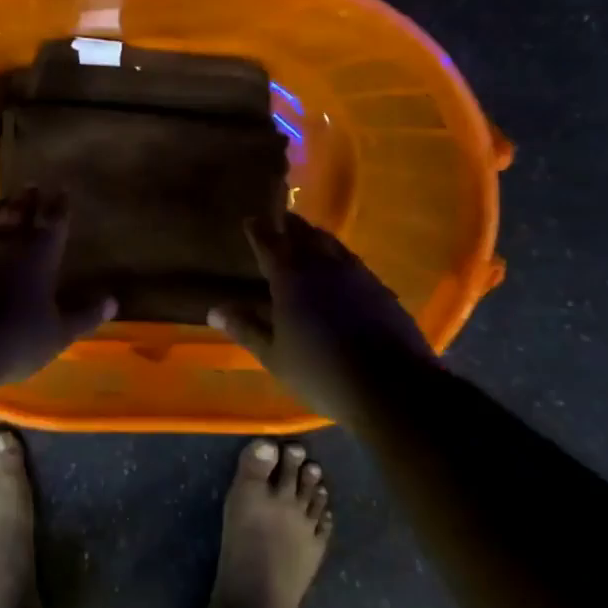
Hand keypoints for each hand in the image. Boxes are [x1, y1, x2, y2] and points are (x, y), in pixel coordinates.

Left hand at [0, 189, 116, 386]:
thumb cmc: (12, 340)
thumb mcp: (57, 334)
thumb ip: (84, 314)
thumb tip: (112, 300)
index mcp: (38, 254)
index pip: (53, 220)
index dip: (59, 204)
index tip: (62, 188)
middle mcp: (4, 242)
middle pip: (18, 213)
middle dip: (28, 199)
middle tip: (32, 185)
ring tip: (4, 199)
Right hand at [208, 214, 435, 417]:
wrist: (392, 388)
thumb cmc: (321, 372)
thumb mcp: (274, 355)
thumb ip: (246, 328)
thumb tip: (215, 309)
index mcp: (291, 277)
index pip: (269, 242)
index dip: (258, 230)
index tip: (250, 219)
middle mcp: (324, 265)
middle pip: (304, 234)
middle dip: (289, 226)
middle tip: (279, 221)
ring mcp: (357, 274)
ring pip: (332, 245)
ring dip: (316, 237)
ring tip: (307, 238)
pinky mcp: (381, 289)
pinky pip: (353, 262)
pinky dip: (339, 258)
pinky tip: (340, 270)